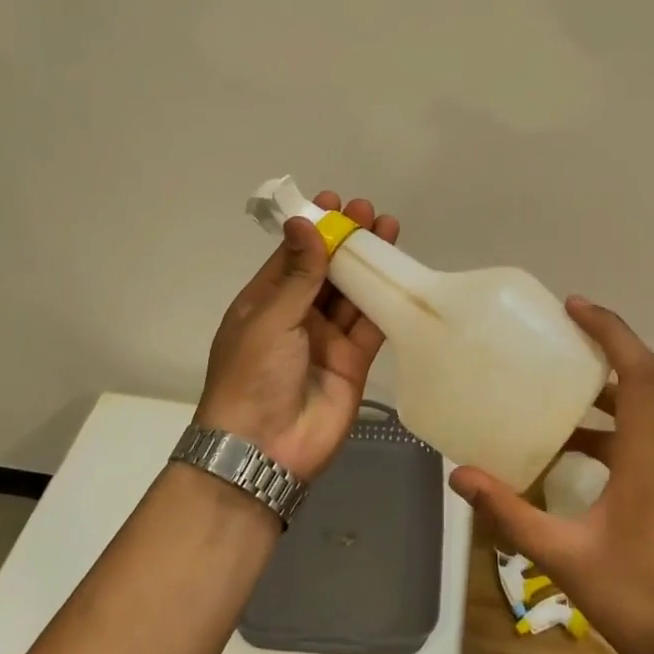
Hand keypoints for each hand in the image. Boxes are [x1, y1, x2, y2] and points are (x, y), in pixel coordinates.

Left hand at [196, 192, 399, 482]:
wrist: (264, 450)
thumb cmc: (253, 376)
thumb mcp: (270, 319)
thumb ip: (297, 273)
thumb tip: (304, 223)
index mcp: (265, 303)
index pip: (293, 256)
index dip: (313, 229)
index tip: (334, 202)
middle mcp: (297, 317)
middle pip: (326, 271)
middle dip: (346, 241)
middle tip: (368, 211)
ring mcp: (326, 339)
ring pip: (352, 293)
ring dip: (369, 264)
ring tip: (389, 229)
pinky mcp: (353, 362)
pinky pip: (371, 325)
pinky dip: (385, 300)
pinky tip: (399, 273)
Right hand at [450, 298, 653, 653]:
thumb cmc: (636, 600)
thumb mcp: (563, 557)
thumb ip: (509, 513)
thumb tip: (460, 476)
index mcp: (650, 458)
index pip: (639, 372)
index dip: (610, 331)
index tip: (572, 307)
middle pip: (643, 380)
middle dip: (603, 348)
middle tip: (556, 333)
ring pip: (645, 408)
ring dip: (605, 388)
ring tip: (555, 382)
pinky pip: (643, 435)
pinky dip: (610, 424)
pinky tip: (570, 446)